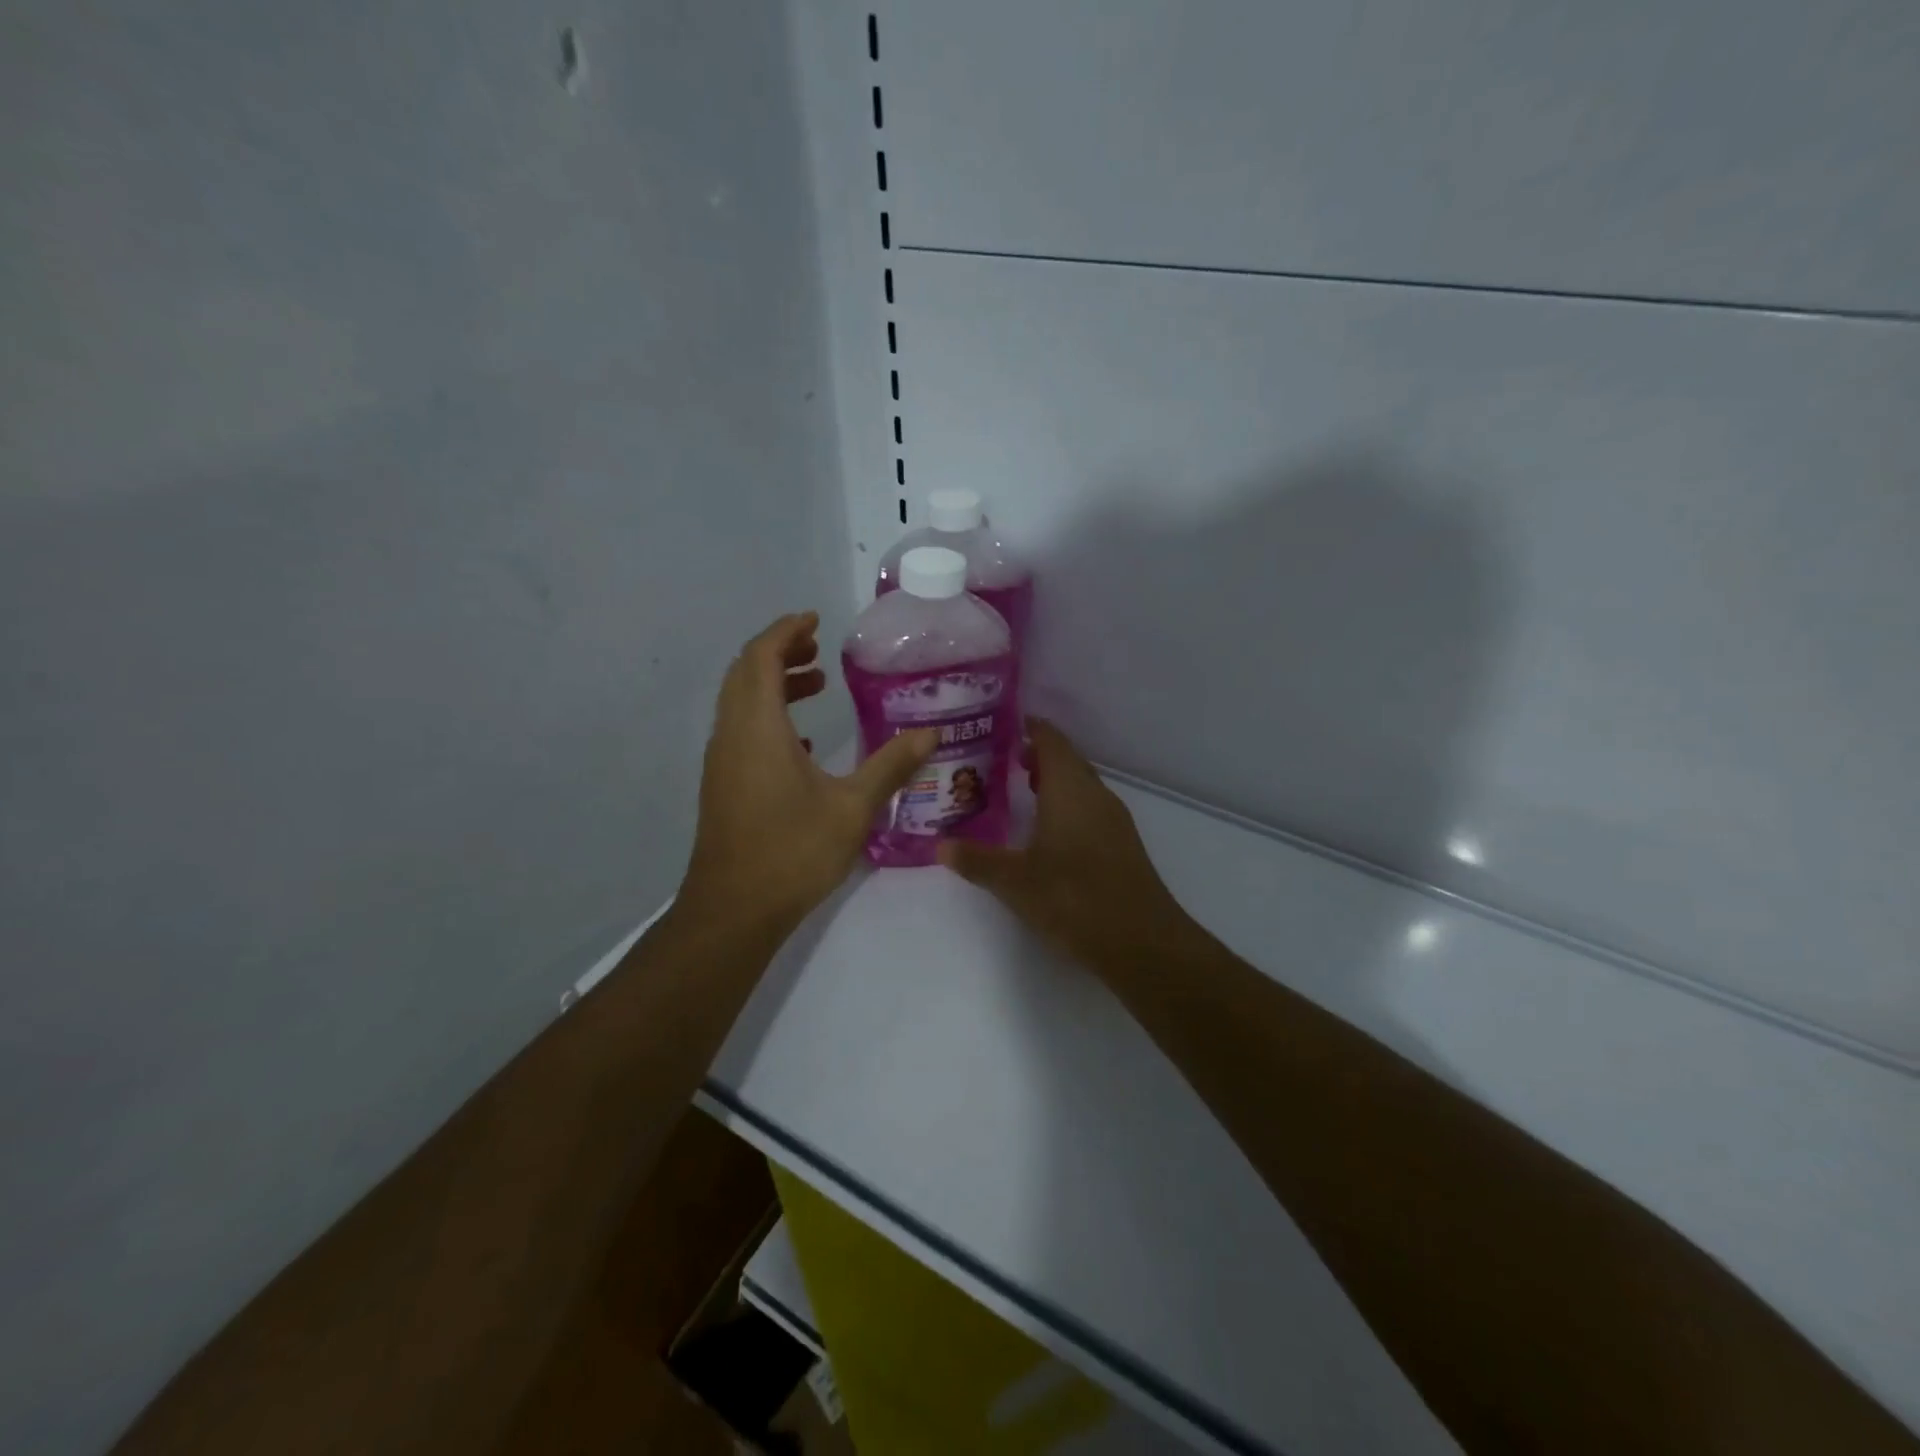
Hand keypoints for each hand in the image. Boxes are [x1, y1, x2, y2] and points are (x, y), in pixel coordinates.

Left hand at [680, 612, 936, 933]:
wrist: (734, 909)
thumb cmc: (793, 851)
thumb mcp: (853, 807)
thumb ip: (892, 765)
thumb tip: (932, 734)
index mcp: (758, 727)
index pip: (761, 657)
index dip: (786, 631)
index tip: (815, 620)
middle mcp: (732, 735)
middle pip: (745, 673)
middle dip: (780, 652)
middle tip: (819, 648)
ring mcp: (722, 761)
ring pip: (741, 703)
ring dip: (773, 685)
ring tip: (817, 685)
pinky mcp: (723, 785)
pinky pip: (741, 731)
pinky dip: (768, 718)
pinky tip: (804, 743)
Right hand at [937, 719, 1201, 974]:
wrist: (1143, 943)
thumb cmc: (1075, 899)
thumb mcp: (1015, 882)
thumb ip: (976, 860)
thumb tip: (940, 845)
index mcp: (1070, 788)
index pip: (1049, 739)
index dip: (1026, 727)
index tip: (996, 726)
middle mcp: (1095, 794)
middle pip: (1065, 759)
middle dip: (1033, 754)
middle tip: (994, 759)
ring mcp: (1113, 819)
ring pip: (1078, 785)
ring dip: (1050, 780)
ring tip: (1014, 789)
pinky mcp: (1120, 844)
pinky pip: (1088, 807)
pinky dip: (1064, 804)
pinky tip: (1044, 830)